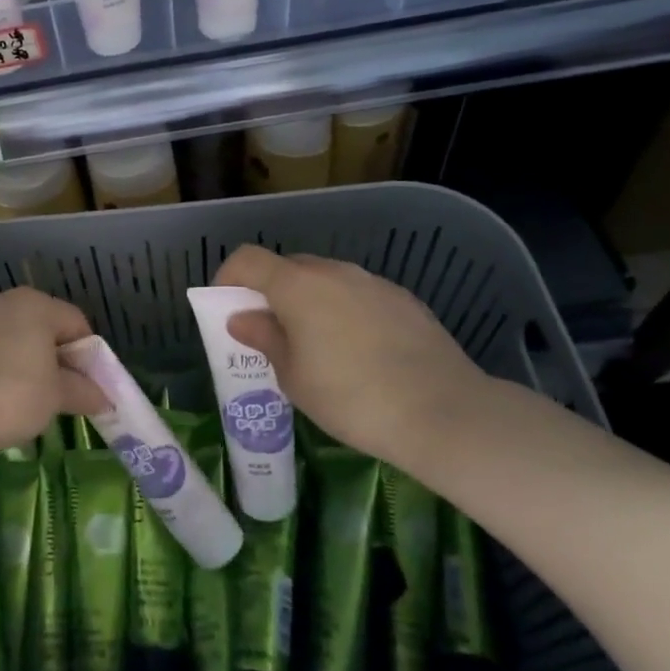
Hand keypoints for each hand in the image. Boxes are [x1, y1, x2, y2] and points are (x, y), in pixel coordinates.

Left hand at [0, 288, 108, 459]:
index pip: (74, 322)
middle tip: (55, 392)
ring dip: (15, 358)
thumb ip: (82, 391)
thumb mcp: (56, 398)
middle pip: (37, 325)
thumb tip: (104, 397)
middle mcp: (0, 300)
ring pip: (3, 335)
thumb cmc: (11, 396)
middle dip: (49, 355)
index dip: (87, 354)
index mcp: (35, 305)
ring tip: (16, 397)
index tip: (86, 384)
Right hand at [213, 245, 493, 467]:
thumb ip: (265, 339)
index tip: (226, 308)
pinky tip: (360, 352)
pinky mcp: (404, 299)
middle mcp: (333, 271)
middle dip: (270, 292)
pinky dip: (345, 312)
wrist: (443, 411)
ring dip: (310, 302)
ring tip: (317, 346)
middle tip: (271, 332)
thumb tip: (243, 318)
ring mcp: (372, 282)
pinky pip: (359, 296)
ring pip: (326, 281)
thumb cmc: (351, 397)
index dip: (227, 278)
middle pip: (288, 267)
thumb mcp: (294, 377)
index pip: (247, 259)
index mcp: (297, 285)